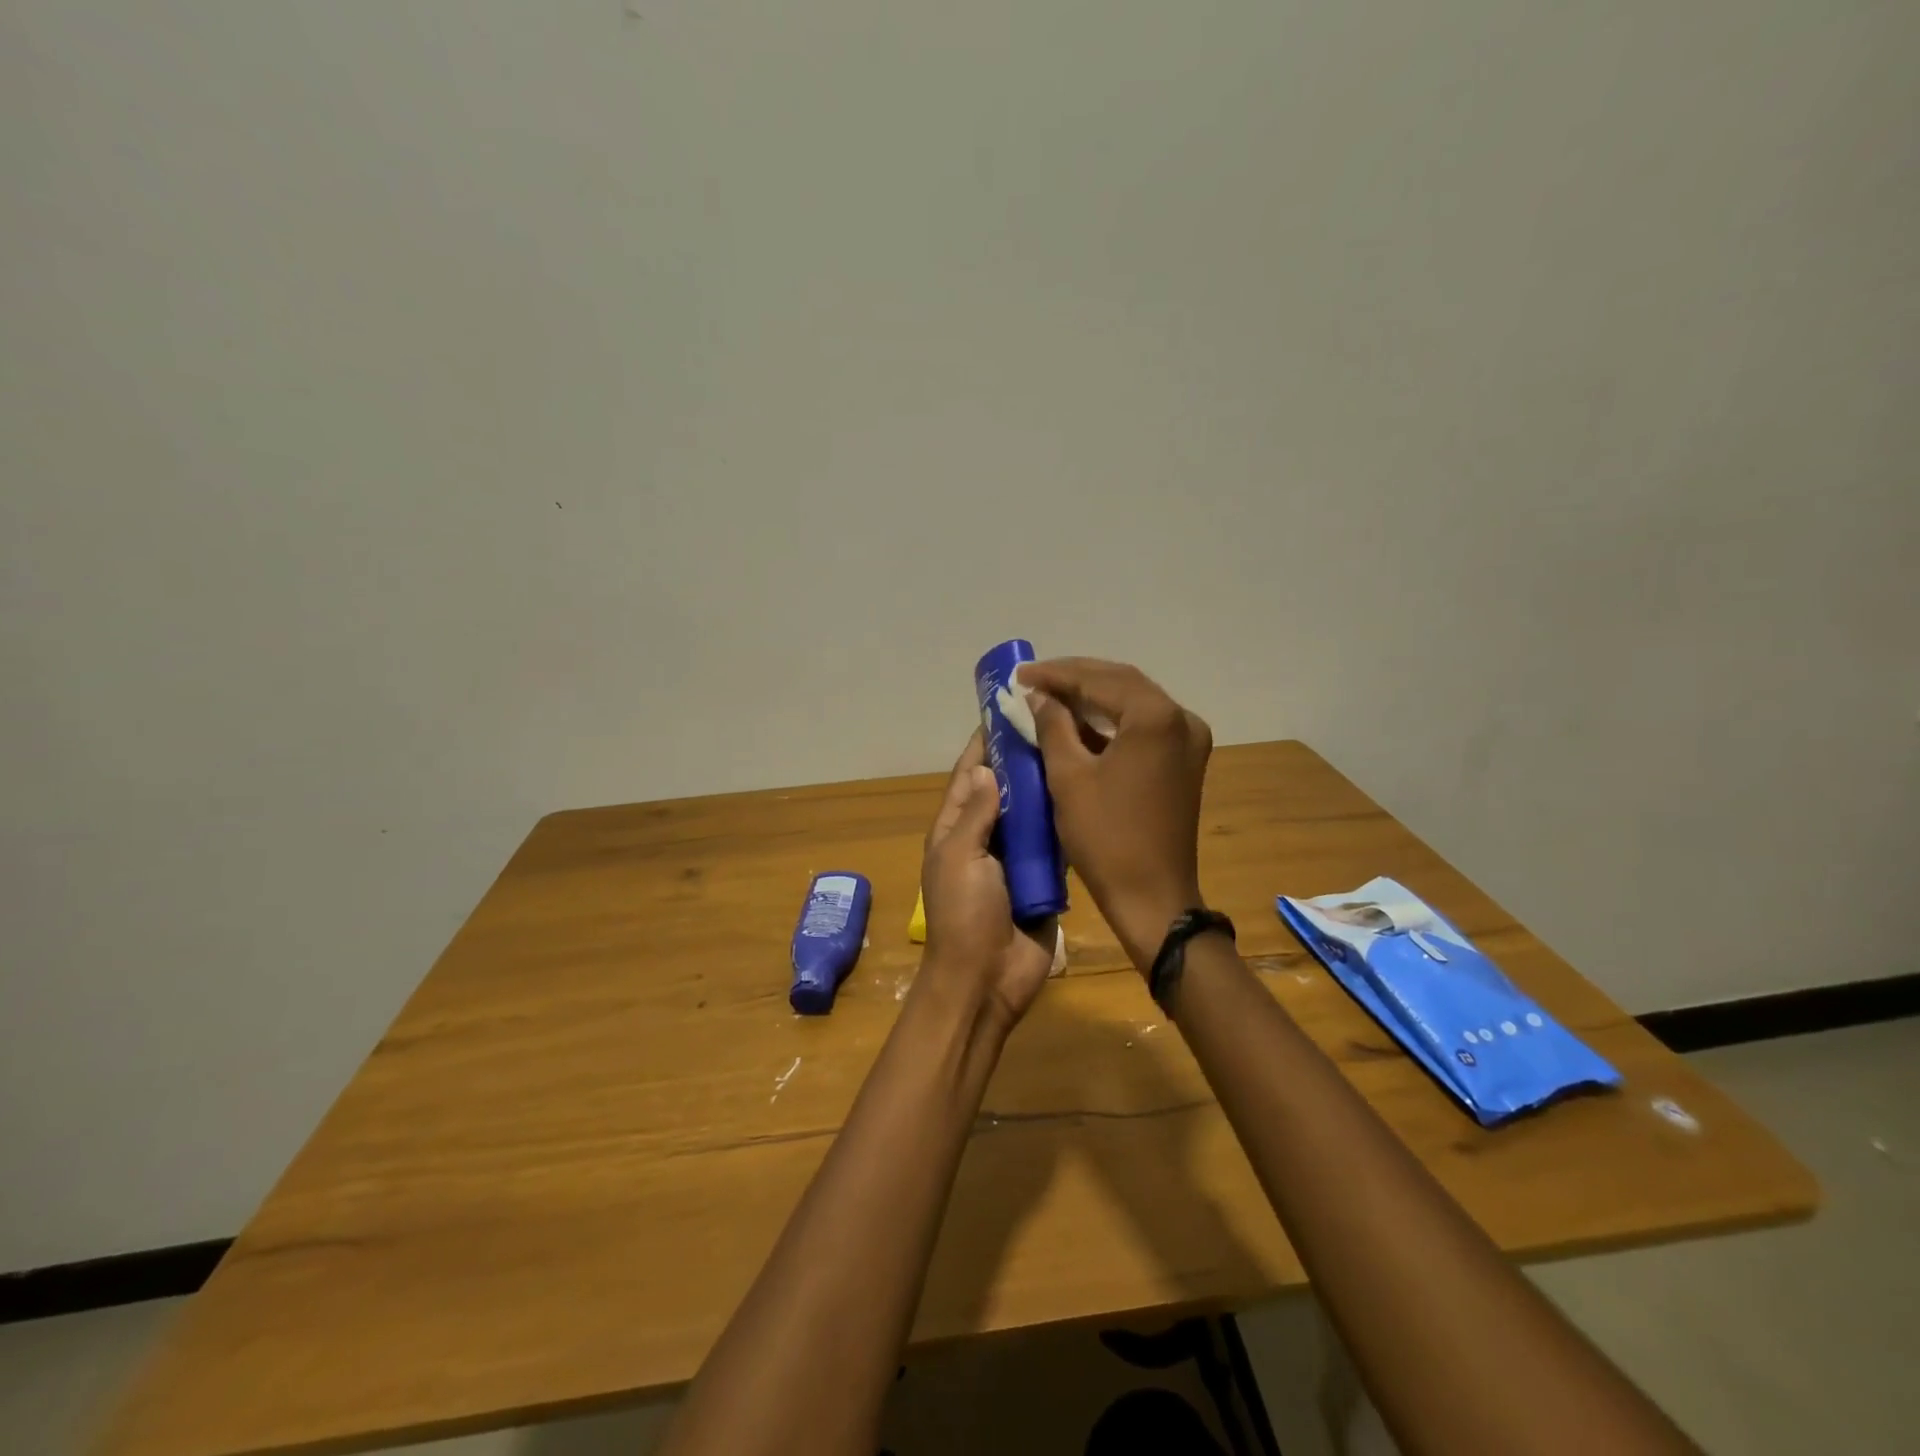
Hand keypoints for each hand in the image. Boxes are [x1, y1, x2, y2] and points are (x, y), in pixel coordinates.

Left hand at [918, 733, 1058, 1032]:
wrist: (988, 980)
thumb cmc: (965, 916)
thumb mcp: (960, 858)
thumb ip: (974, 814)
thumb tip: (985, 769)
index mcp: (955, 828)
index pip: (969, 774)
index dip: (985, 742)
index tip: (1010, 708)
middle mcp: (985, 836)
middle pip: (1005, 789)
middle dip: (1025, 760)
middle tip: (1059, 723)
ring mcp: (1015, 857)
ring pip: (1033, 812)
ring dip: (1049, 788)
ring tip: (1080, 749)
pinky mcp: (1043, 876)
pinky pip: (1054, 842)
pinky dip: (1066, 822)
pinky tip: (1089, 795)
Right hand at [1019, 658, 1212, 969]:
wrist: (1153, 897)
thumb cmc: (1106, 838)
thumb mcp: (1068, 777)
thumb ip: (1053, 726)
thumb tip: (1039, 696)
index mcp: (1155, 718)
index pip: (1100, 680)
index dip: (1056, 674)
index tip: (1020, 674)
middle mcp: (1181, 719)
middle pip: (1122, 683)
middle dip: (1075, 679)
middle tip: (1032, 680)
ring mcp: (1188, 741)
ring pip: (1134, 703)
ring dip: (1093, 697)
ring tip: (1050, 695)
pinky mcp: (1184, 761)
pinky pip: (1144, 726)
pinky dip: (1111, 721)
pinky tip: (1079, 722)